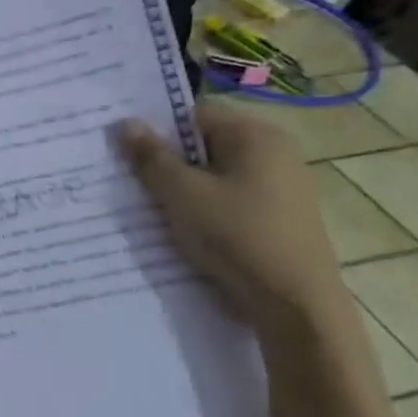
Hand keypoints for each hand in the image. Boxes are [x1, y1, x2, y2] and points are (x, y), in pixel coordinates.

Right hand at [115, 101, 348, 333]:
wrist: (294, 303)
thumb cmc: (236, 235)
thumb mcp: (181, 194)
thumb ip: (151, 157)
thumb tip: (126, 122)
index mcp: (255, 135)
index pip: (193, 113)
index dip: (155, 128)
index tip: (124, 150)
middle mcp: (274, 151)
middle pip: (203, 143)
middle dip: (165, 160)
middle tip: (128, 179)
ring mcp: (280, 185)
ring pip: (213, 174)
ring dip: (181, 187)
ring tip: (149, 207)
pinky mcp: (277, 215)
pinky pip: (228, 198)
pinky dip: (202, 207)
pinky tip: (182, 228)